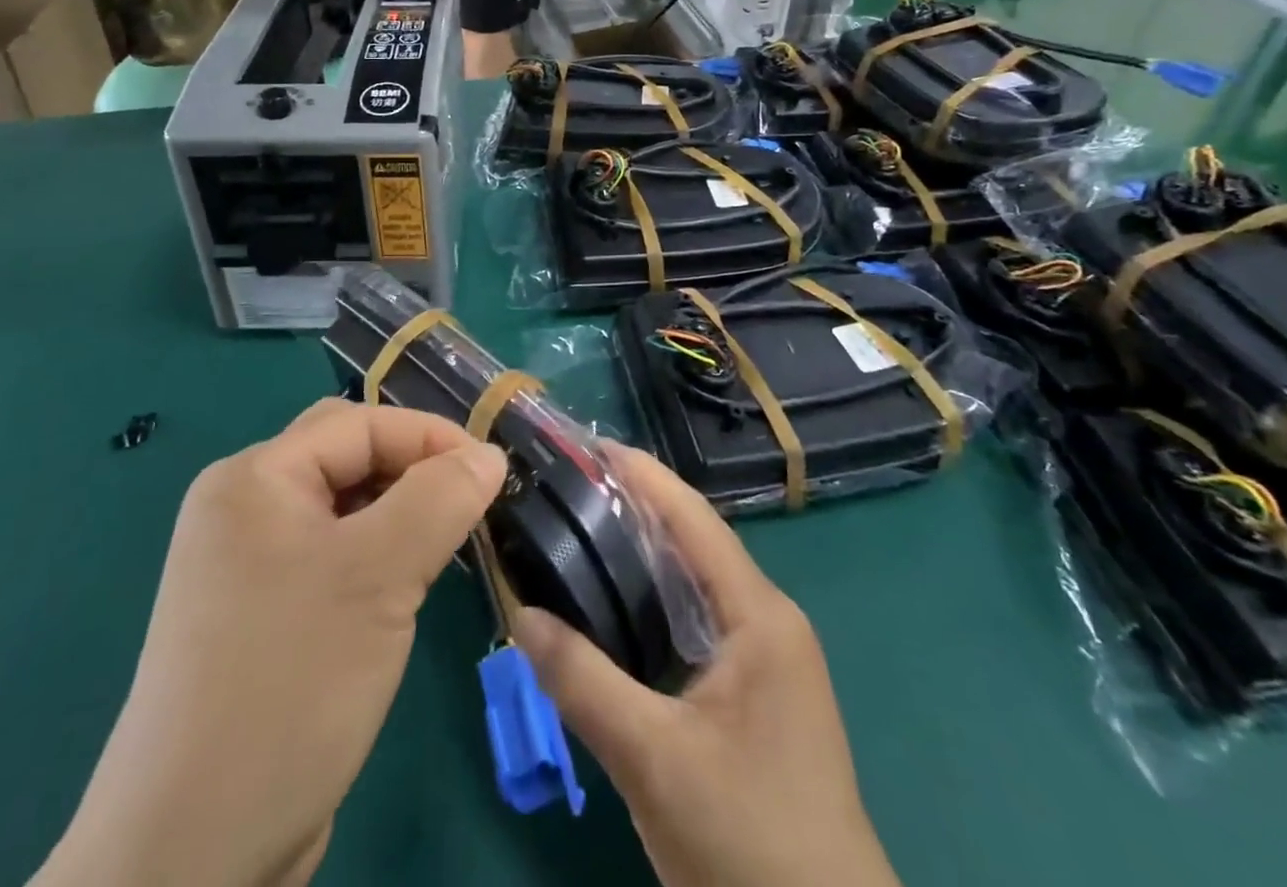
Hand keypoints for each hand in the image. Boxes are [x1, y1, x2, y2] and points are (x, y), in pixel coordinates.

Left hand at [34, 399, 506, 886]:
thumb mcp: (379, 576)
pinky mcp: (258, 615)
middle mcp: (242, 508)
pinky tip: (404, 589)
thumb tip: (488, 455)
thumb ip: (440, 499)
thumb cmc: (290, 682)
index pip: (359, 424)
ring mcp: (245, 565)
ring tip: (446, 545)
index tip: (493, 472)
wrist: (191, 854)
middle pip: (347, 458)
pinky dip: (375, 557)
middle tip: (469, 504)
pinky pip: (330, 557)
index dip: (430, 437)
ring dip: (398, 517)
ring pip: (343, 510)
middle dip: (412, 471)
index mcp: (253, 478)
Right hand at [515, 445, 900, 886]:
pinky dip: (651, 600)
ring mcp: (763, 659)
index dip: (643, 475)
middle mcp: (766, 621)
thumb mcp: (655, 761)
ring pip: (692, 583)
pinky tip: (611, 603)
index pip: (694, 519)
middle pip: (692, 542)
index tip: (589, 443)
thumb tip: (521, 615)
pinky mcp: (751, 694)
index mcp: (758, 616)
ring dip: (641, 553)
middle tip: (568, 484)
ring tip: (578, 526)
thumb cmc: (751, 844)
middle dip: (634, 506)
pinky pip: (694, 621)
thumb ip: (584, 683)